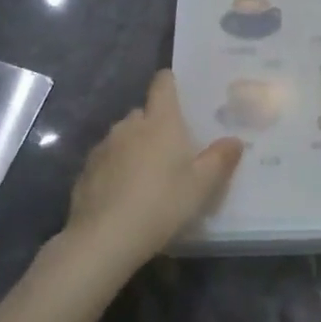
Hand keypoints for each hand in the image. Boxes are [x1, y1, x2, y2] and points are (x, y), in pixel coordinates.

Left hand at [61, 70, 242, 275]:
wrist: (103, 239)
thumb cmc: (161, 204)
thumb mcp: (201, 186)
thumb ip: (220, 159)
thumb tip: (234, 140)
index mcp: (160, 121)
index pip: (163, 84)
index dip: (171, 82)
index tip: (180, 92)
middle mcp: (129, 126)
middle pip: (144, 113)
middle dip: (156, 125)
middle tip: (173, 150)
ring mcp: (103, 147)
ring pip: (124, 137)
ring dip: (135, 147)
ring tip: (148, 175)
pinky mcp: (86, 170)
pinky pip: (107, 160)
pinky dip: (116, 169)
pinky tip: (124, 194)